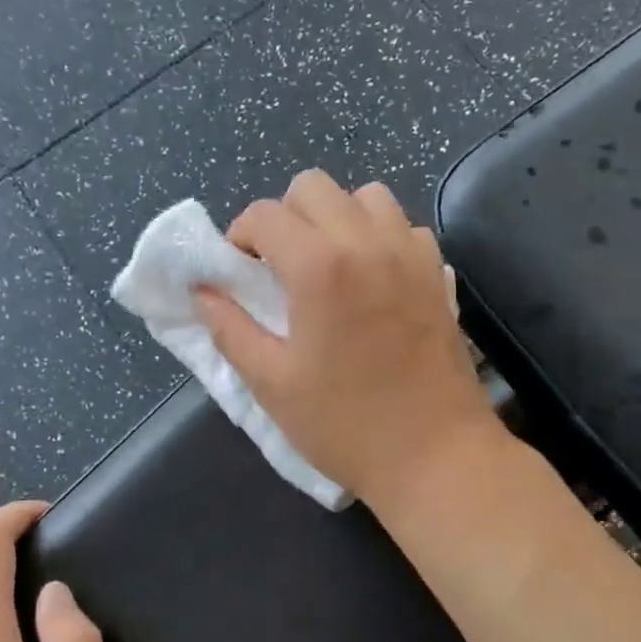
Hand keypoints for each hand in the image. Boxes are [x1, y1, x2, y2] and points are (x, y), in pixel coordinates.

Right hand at [195, 170, 501, 507]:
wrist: (436, 455)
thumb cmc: (346, 425)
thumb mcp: (272, 384)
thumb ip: (230, 329)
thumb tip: (203, 293)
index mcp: (320, 266)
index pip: (265, 214)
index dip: (239, 237)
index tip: (238, 273)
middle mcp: (368, 242)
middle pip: (313, 187)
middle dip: (285, 217)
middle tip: (279, 268)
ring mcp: (410, 254)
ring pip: (365, 197)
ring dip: (335, 218)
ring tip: (327, 267)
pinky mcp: (437, 274)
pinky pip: (403, 227)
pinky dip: (379, 236)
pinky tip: (371, 280)